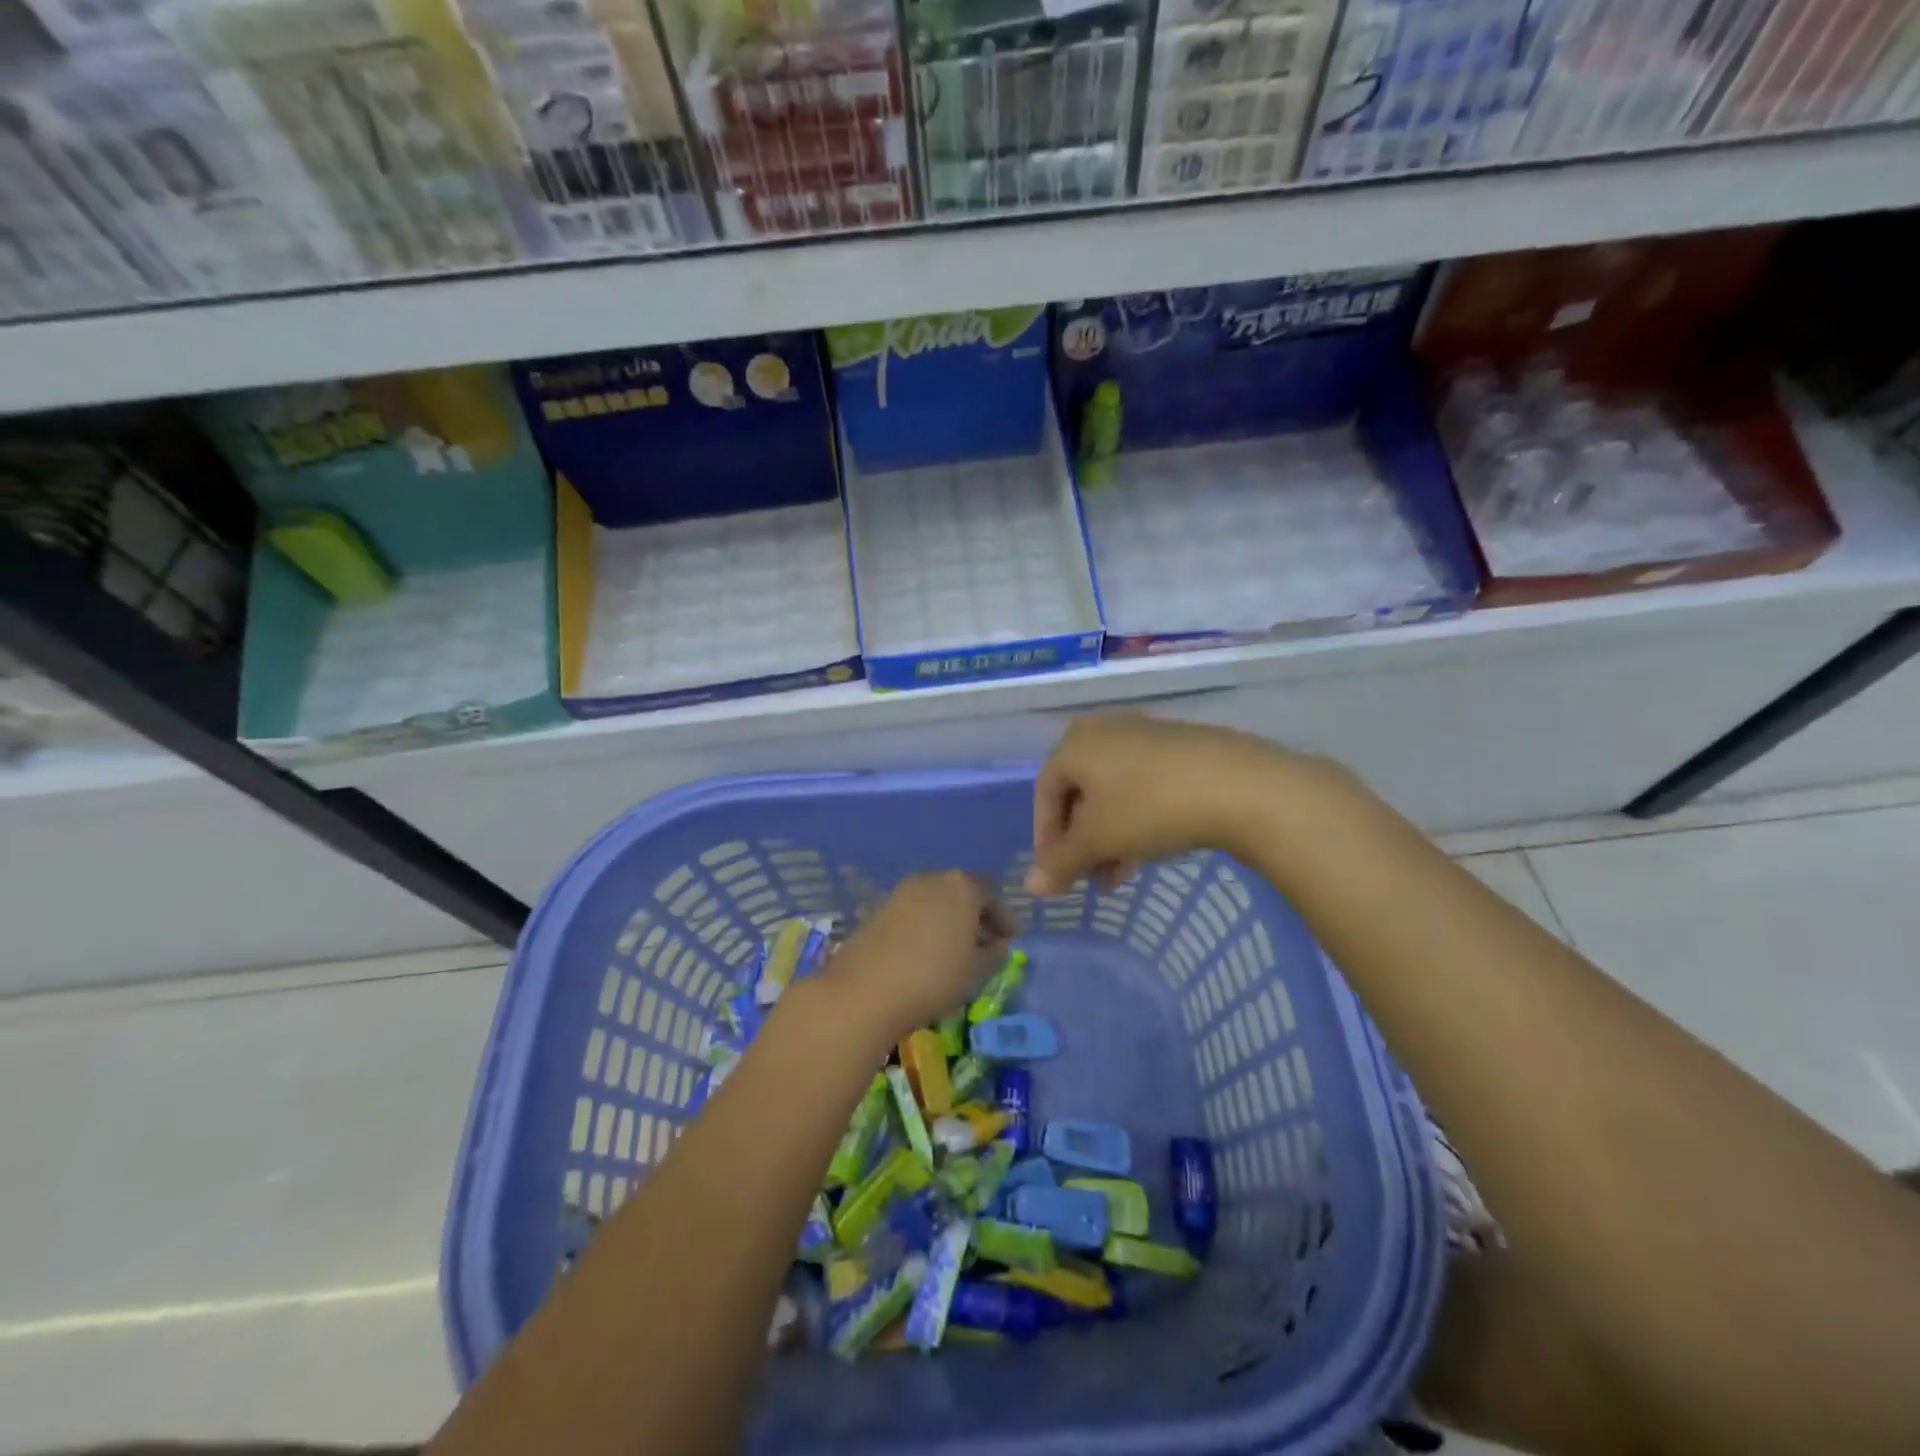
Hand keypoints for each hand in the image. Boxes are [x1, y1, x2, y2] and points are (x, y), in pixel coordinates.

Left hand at [827, 872, 1013, 1043]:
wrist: (864, 991)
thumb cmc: (933, 977)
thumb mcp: (976, 971)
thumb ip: (994, 953)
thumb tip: (997, 943)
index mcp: (962, 886)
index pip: (992, 895)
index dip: (1004, 918)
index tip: (1011, 939)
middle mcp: (932, 879)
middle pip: (963, 892)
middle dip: (977, 916)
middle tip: (986, 944)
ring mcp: (903, 892)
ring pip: (937, 901)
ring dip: (950, 921)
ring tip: (957, 953)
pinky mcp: (880, 909)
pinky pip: (915, 912)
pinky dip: (928, 926)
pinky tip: (928, 953)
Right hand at [1028, 713, 1306, 894]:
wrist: (1240, 785)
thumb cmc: (1150, 807)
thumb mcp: (1098, 839)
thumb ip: (1061, 862)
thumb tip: (1031, 887)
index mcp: (1075, 743)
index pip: (1045, 794)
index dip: (1046, 839)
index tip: (1058, 876)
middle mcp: (1105, 730)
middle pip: (1080, 795)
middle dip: (1083, 843)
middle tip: (1094, 880)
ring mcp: (1146, 735)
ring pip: (1113, 794)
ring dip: (1110, 838)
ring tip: (1124, 876)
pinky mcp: (1180, 747)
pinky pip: (1144, 786)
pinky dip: (1138, 820)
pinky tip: (1154, 848)